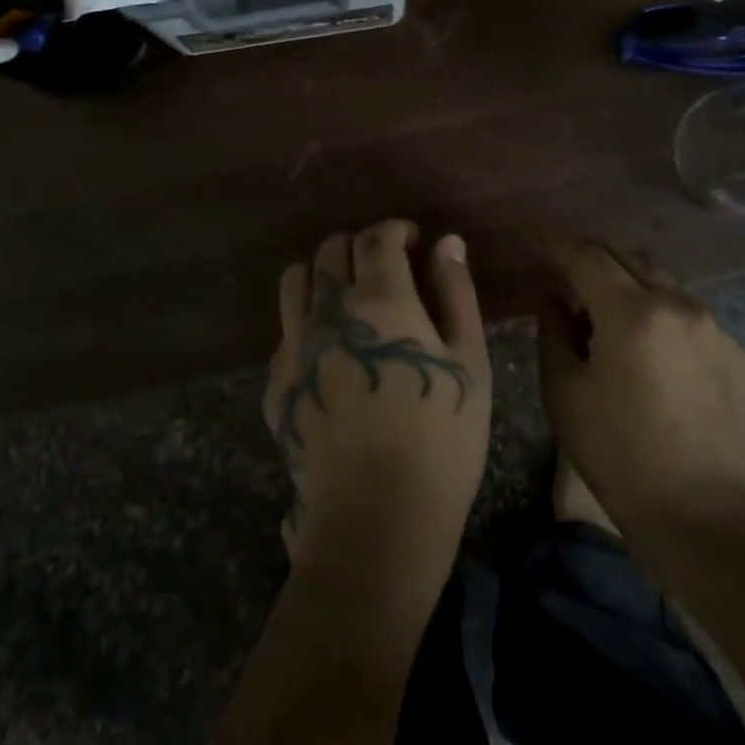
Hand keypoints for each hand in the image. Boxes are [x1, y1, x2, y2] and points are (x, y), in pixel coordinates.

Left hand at [265, 221, 490, 611]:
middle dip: (357, 246)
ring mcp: (294, 346)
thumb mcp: (468, 361)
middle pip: (330, 251)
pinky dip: (303, 320)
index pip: (376, 238)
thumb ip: (456, 293)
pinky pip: (283, 330)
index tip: (411, 240)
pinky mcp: (276, 382)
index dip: (395, 229)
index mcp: (379, 299)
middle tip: (382, 265)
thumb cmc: (441, 436)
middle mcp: (327, 311)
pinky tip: (325, 348)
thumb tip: (446, 242)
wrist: (377, 515)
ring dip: (320, 272)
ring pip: (294, 281)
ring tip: (344, 294)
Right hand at [538, 239, 744, 530]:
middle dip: (591, 257)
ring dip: (630, 288)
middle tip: (564, 271)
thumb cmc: (617, 454)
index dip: (554, 245)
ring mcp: (717, 330)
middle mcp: (680, 306)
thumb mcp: (565, 392)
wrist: (702, 515)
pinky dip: (664, 322)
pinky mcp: (741, 357)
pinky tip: (654, 358)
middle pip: (628, 258)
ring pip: (664, 286)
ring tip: (608, 317)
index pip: (585, 257)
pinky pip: (693, 321)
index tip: (532, 243)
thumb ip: (553, 330)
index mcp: (632, 313)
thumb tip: (550, 295)